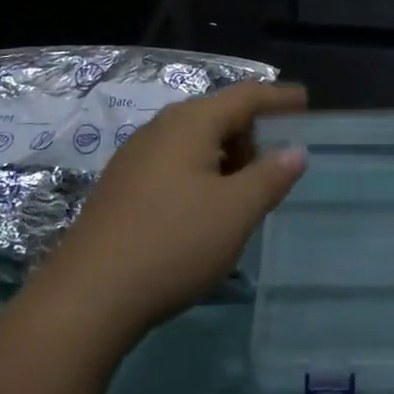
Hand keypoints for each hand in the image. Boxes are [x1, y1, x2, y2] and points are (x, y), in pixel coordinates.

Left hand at [35, 81, 308, 341]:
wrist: (88, 297)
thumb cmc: (174, 243)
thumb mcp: (237, 210)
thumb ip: (271, 175)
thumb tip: (295, 150)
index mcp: (190, 123)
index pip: (245, 97)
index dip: (278, 98)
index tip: (305, 100)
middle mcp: (159, 130)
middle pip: (217, 116)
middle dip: (253, 133)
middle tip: (280, 160)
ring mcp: (134, 160)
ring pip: (194, 144)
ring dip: (228, 158)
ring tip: (249, 189)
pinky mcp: (121, 189)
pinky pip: (174, 166)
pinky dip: (202, 175)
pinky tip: (208, 209)